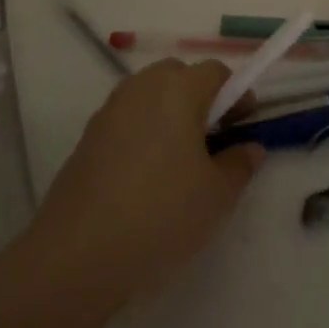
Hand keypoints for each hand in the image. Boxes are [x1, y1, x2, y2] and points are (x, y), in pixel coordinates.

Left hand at [31, 60, 263, 305]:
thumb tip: (250, 148)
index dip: (236, 94)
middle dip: (200, 98)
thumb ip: (240, 164)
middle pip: (178, 75)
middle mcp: (142, 88)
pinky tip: (146, 178)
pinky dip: (142, 133)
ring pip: (149, 96)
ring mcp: (110, 111)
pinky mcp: (88, 137)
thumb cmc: (160, 214)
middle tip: (212, 140)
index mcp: (178, 89)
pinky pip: (126, 120)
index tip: (244, 125)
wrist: (77, 255)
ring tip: (179, 161)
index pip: (216, 72)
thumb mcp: (217, 196)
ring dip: (169, 114)